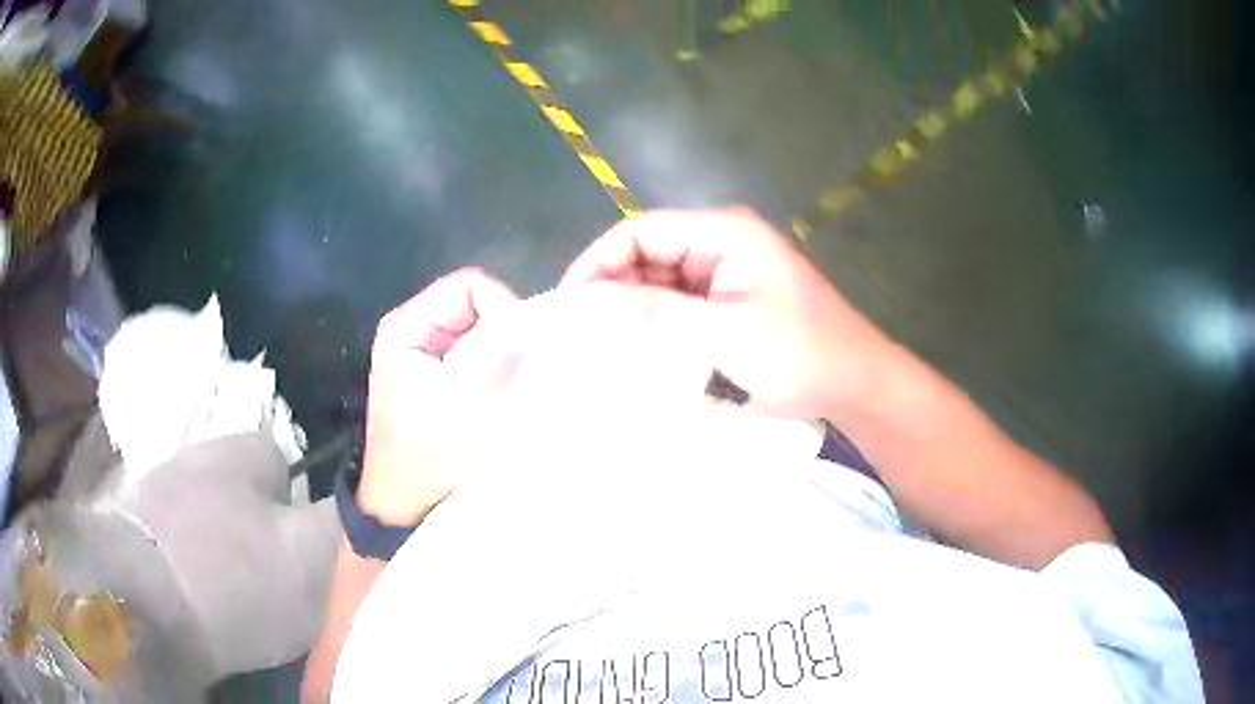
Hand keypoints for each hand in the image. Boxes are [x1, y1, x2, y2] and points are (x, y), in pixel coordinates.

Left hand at [358, 268, 517, 526]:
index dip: (503, 309)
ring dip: (501, 352)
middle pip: (476, 302)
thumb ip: (498, 366)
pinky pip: (475, 350)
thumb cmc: (424, 463)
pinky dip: (493, 367)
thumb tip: (536, 328)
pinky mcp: (435, 370)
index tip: (521, 353)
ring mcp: (424, 349)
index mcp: (408, 327)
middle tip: (522, 372)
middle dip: (505, 332)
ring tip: (514, 385)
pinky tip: (501, 394)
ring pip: (480, 327)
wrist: (400, 506)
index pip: (471, 285)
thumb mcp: (464, 415)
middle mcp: (413, 327)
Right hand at [562, 209, 895, 417]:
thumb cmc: (799, 353)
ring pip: (662, 281)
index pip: (641, 230)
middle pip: (649, 253)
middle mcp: (722, 243)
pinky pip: (682, 304)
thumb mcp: (723, 334)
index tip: (569, 303)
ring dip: (634, 308)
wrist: (856, 385)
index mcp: (723, 233)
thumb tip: (589, 300)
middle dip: (614, 288)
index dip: (599, 261)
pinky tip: (638, 348)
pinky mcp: (731, 301)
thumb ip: (656, 312)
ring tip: (600, 344)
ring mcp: (727, 273)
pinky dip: (658, 323)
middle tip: (580, 332)